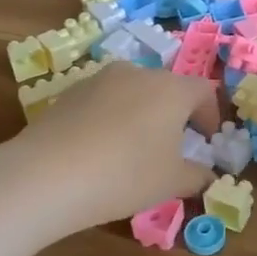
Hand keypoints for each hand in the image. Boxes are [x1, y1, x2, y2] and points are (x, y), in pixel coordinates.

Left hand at [0, 63, 221, 236]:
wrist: (46, 175)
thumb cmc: (125, 175)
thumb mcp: (171, 183)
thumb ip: (197, 176)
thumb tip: (206, 175)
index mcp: (171, 88)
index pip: (204, 91)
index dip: (210, 115)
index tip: (207, 141)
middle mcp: (138, 73)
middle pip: (167, 87)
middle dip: (175, 114)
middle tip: (173, 145)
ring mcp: (101, 79)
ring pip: (133, 92)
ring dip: (142, 113)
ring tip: (134, 147)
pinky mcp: (70, 92)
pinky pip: (104, 101)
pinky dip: (112, 118)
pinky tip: (101, 149)